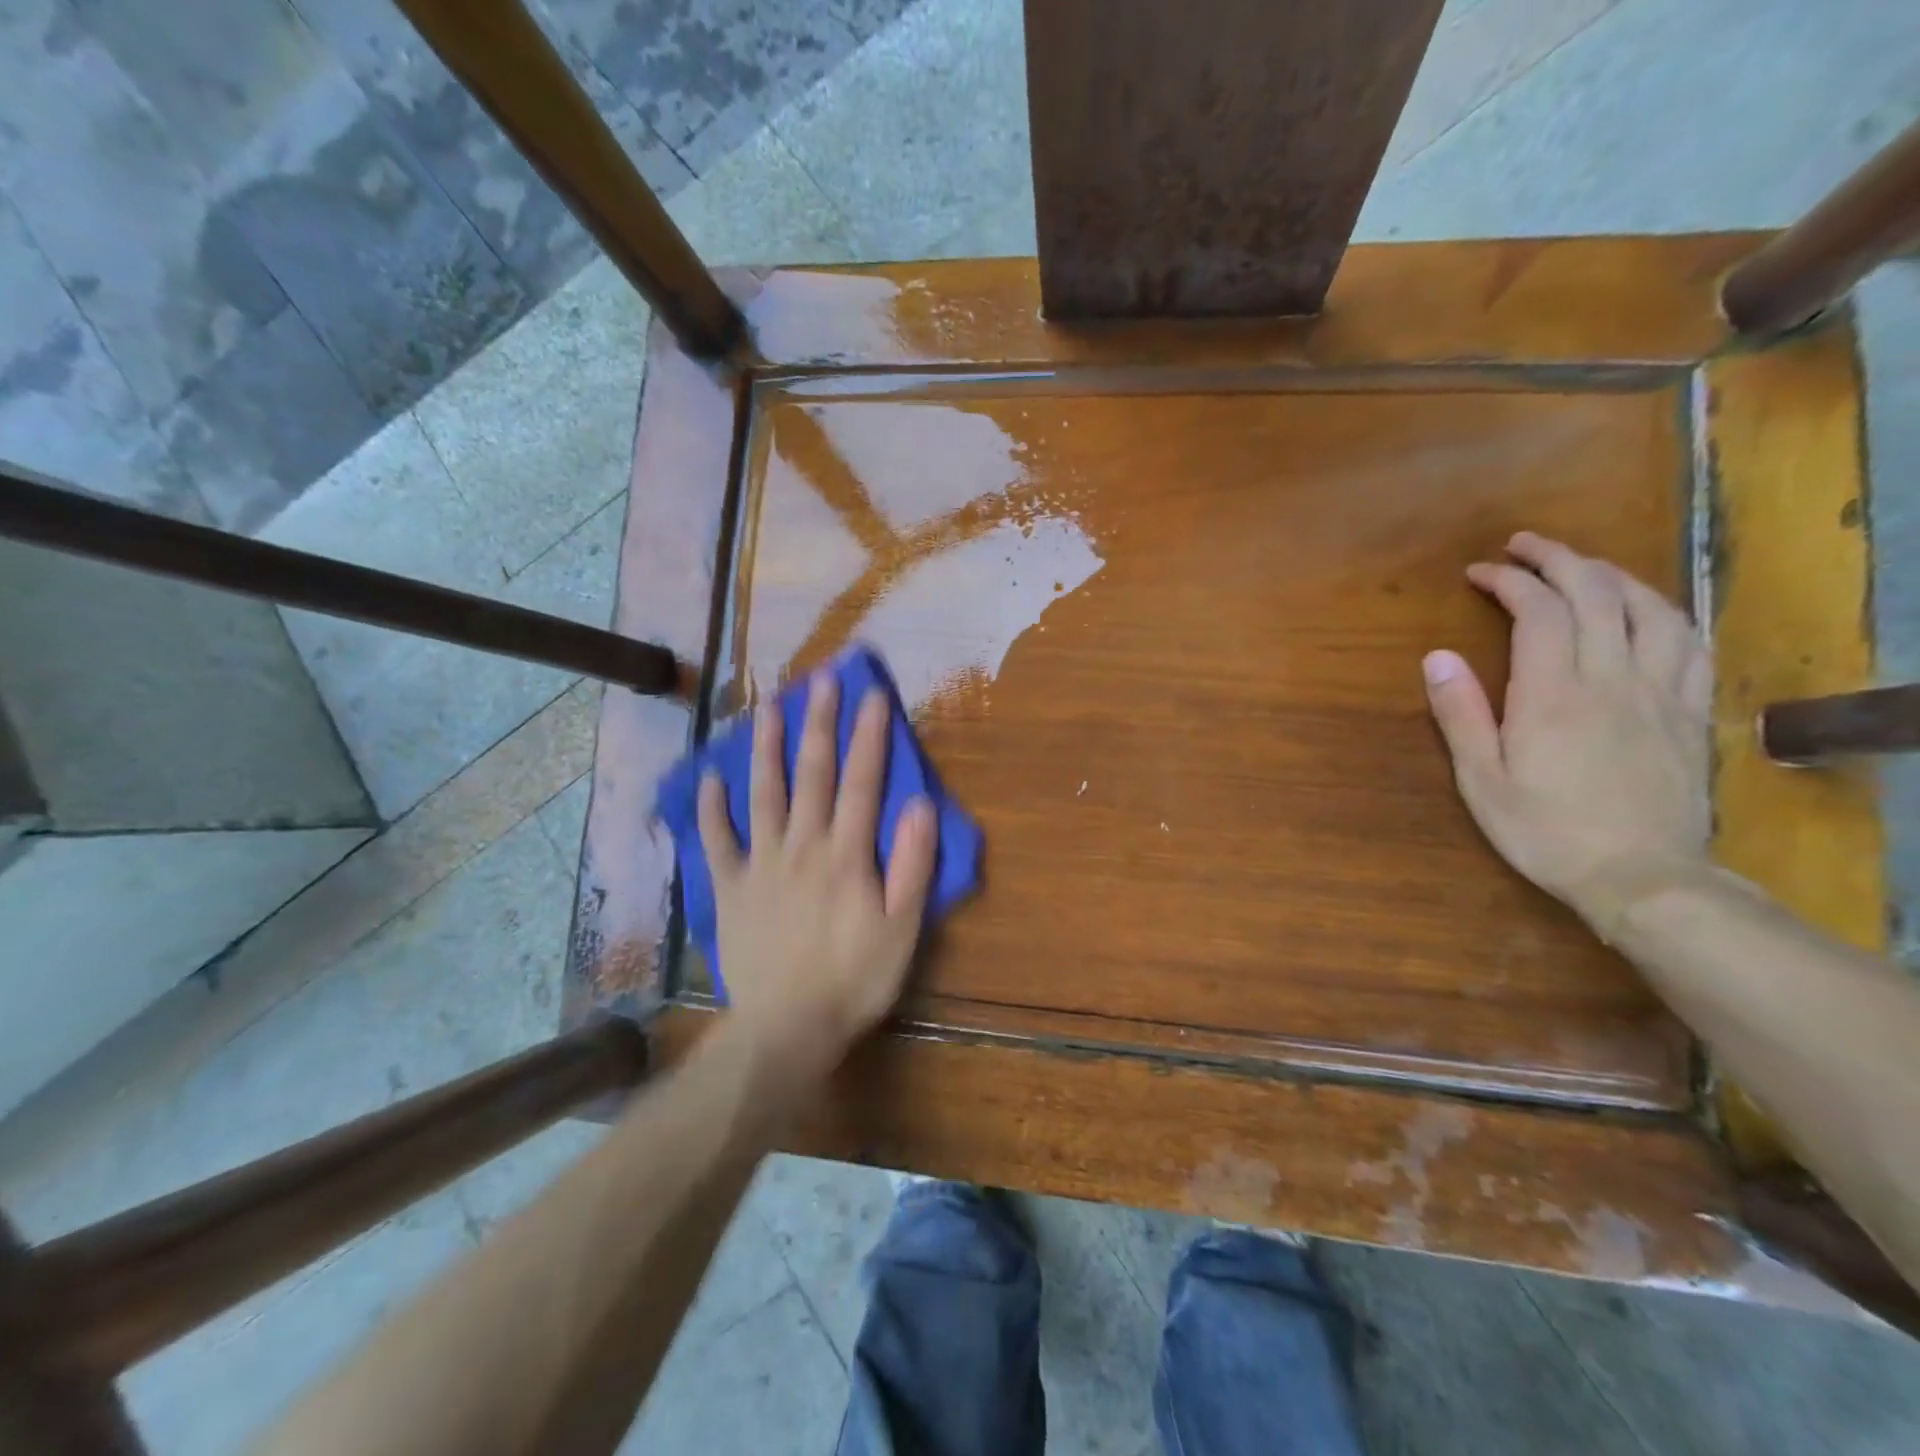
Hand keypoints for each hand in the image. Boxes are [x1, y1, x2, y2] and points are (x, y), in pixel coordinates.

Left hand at [698, 671, 937, 1071]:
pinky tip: (710, 779)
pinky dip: (711, 809)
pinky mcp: (730, 888)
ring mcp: (761, 864)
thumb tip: (921, 805)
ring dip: (765, 747)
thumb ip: (912, 865)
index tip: (873, 695)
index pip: (863, 782)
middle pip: (813, 774)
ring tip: (765, 706)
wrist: (786, 1027)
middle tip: (820, 678)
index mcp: (846, 854)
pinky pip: (717, 841)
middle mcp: (802, 845)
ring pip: (763, 794)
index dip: (870, 736)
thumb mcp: (901, 929)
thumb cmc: (854, 979)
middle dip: (819, 723)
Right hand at [1422, 532, 1712, 929]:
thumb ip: (1460, 713)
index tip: (1480, 572)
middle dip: (1558, 559)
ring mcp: (1660, 692)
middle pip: (1595, 595)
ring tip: (1583, 567)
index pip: (1538, 612)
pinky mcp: (1690, 712)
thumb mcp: (1481, 779)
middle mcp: (1611, 678)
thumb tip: (1436, 656)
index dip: (1509, 581)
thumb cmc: (1544, 830)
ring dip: (1613, 575)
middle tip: (1525, 546)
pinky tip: (1647, 610)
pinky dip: (1664, 611)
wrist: (1640, 877)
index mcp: (1553, 694)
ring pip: (1650, 609)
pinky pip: (1690, 643)